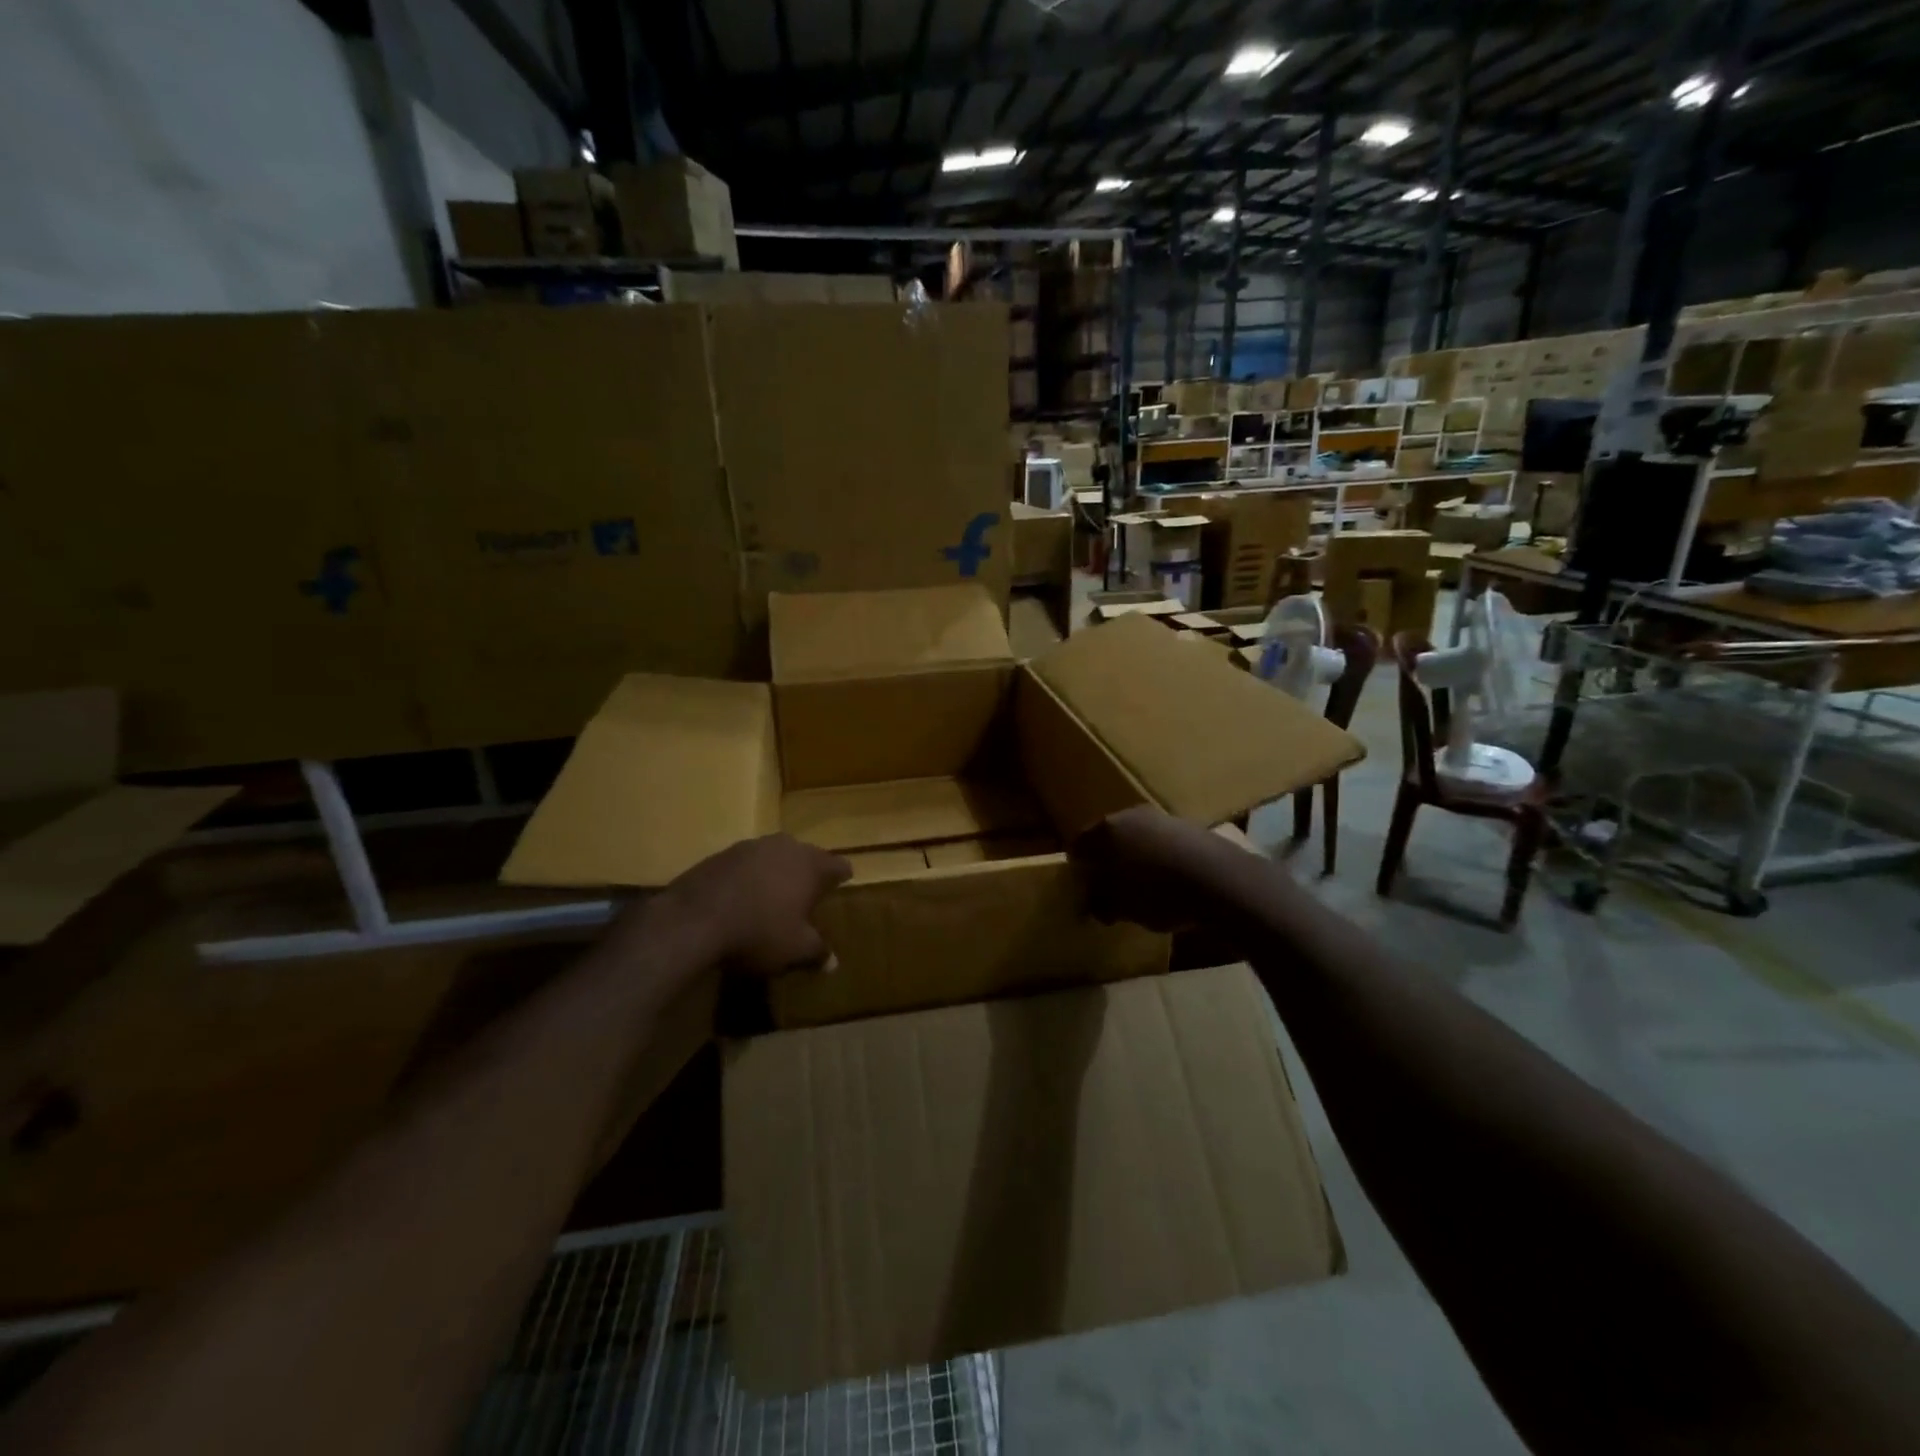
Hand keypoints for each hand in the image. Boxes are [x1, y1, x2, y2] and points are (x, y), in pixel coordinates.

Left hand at [655, 834, 851, 975]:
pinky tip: (742, 897)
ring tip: (775, 893)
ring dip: (778, 871)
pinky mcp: (721, 854)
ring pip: (774, 855)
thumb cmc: (759, 932)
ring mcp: (750, 846)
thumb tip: (833, 962)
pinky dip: (750, 876)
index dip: (842, 876)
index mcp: (811, 864)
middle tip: (809, 891)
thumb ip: (818, 951)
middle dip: (809, 871)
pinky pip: (746, 863)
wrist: (694, 919)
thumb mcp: (795, 949)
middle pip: (806, 855)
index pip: (838, 865)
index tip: (843, 883)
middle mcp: (785, 847)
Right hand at [1069, 806, 1248, 931]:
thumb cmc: (1159, 893)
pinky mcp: (1192, 828)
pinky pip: (1164, 844)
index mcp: (1107, 830)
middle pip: (1109, 836)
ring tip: (1141, 885)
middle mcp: (1131, 815)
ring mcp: (1163, 818)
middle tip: (1108, 884)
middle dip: (1107, 859)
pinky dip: (1160, 858)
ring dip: (1136, 857)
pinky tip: (1169, 880)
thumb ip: (1100, 902)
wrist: (1222, 881)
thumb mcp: (1122, 907)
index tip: (1082, 885)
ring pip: (1139, 838)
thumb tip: (1093, 903)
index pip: (1079, 844)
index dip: (1078, 866)